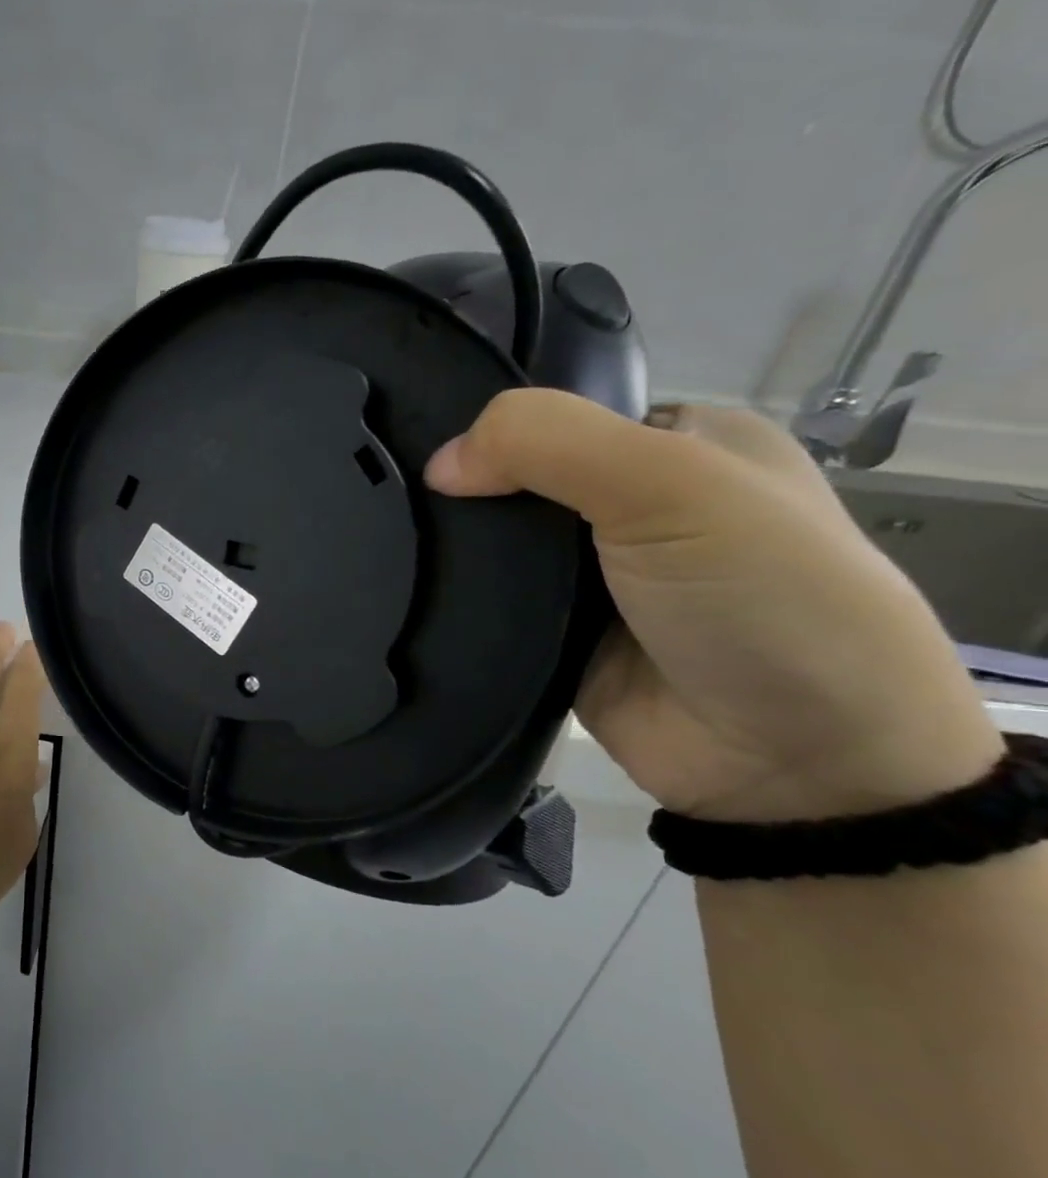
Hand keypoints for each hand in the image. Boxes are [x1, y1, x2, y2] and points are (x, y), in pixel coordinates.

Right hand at [425, 391, 1003, 822]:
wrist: (796, 764)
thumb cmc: (763, 597)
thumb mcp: (674, 484)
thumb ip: (552, 445)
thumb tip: (439, 463)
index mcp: (676, 445)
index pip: (559, 414)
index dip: (494, 425)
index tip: (419, 438)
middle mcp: (630, 506)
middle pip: (517, 479)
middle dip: (462, 489)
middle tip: (387, 494)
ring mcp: (587, 578)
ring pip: (494, 546)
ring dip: (451, 549)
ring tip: (382, 539)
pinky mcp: (552, 635)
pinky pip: (486, 604)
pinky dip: (453, 599)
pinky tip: (403, 586)